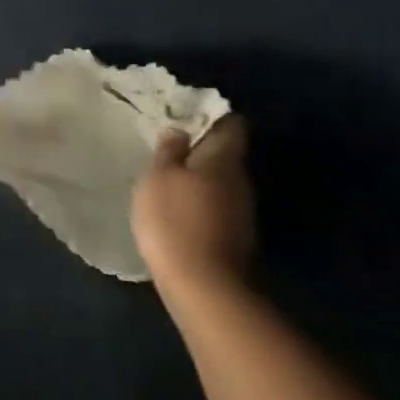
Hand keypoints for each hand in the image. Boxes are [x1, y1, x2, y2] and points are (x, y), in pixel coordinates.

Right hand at [131, 115, 255, 296]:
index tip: (184, 115)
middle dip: (200, 147)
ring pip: (220, 180)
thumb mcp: (158, 178)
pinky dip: (198, 199)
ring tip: (167, 176)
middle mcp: (240, 180)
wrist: (204, 284)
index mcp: (224, 160)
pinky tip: (177, 206)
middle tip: (168, 145)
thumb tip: (180, 131)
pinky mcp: (234, 234)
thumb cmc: (174, 220)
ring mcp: (241, 209)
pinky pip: (216, 203)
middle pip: (225, 154)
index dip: (209, 116)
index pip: (230, 126)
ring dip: (198, 175)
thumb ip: (169, 151)